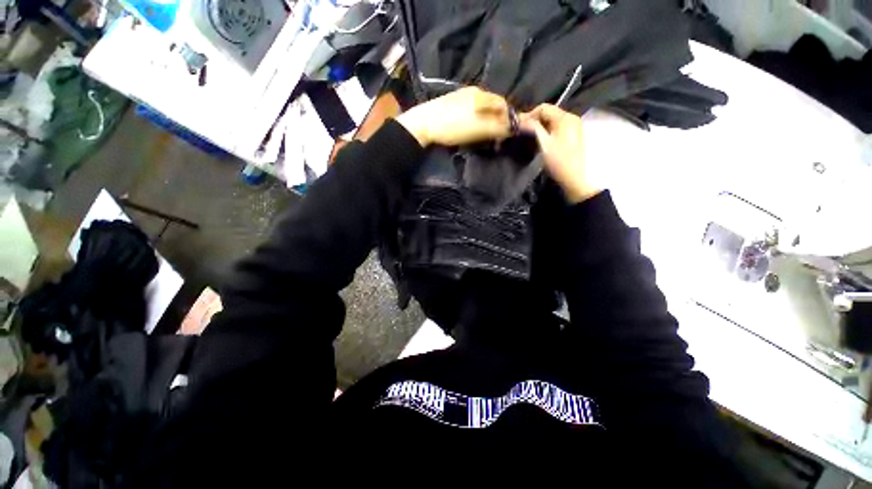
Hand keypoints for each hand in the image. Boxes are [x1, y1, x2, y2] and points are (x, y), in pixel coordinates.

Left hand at [396, 87, 511, 146]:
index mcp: (482, 95)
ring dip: (486, 120)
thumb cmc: (454, 126)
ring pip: (481, 108)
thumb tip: (518, 127)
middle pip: (493, 105)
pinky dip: (475, 119)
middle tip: (496, 136)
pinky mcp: (451, 103)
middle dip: (498, 120)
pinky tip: (470, 128)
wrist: (424, 124)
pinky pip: (470, 110)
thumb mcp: (481, 129)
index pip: (503, 104)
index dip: (509, 119)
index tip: (508, 133)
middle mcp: (474, 91)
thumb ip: (500, 127)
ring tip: (484, 134)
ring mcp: (461, 96)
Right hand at [521, 104, 599, 203]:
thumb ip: (533, 129)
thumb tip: (521, 119)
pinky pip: (559, 128)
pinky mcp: (575, 136)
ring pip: (554, 122)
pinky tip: (544, 143)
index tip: (519, 127)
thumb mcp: (544, 144)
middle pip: (550, 113)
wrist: (576, 178)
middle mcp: (572, 118)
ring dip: (542, 127)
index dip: (529, 115)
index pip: (544, 107)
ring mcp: (575, 127)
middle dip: (535, 121)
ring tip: (532, 139)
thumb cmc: (559, 161)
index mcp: (565, 117)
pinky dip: (549, 132)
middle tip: (524, 133)